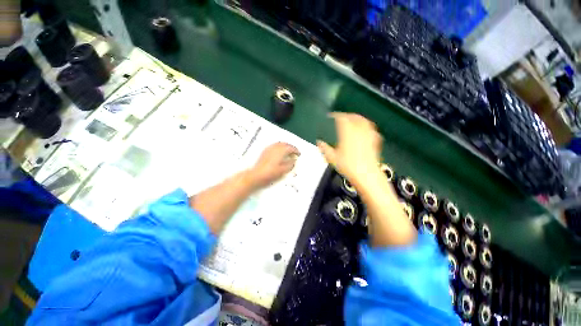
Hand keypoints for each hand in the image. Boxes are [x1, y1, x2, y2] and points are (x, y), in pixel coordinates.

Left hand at [249, 142, 299, 188]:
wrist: (257, 175)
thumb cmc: (271, 173)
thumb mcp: (284, 170)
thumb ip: (290, 164)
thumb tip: (294, 160)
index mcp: (281, 151)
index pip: (291, 148)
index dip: (296, 150)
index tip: (298, 154)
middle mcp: (275, 147)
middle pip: (285, 144)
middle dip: (290, 147)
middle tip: (294, 152)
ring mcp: (269, 149)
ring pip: (279, 144)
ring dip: (285, 146)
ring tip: (287, 152)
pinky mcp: (265, 151)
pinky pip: (274, 146)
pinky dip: (279, 147)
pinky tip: (279, 152)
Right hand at [317, 113, 381, 184]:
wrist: (366, 175)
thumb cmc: (348, 166)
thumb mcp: (332, 158)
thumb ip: (324, 148)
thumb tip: (319, 142)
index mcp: (347, 133)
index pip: (342, 118)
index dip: (336, 116)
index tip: (331, 117)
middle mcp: (358, 131)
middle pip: (354, 117)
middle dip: (347, 116)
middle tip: (341, 118)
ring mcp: (368, 135)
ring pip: (364, 121)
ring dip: (358, 118)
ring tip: (353, 120)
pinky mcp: (375, 141)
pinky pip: (371, 129)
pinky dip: (367, 127)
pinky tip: (365, 130)